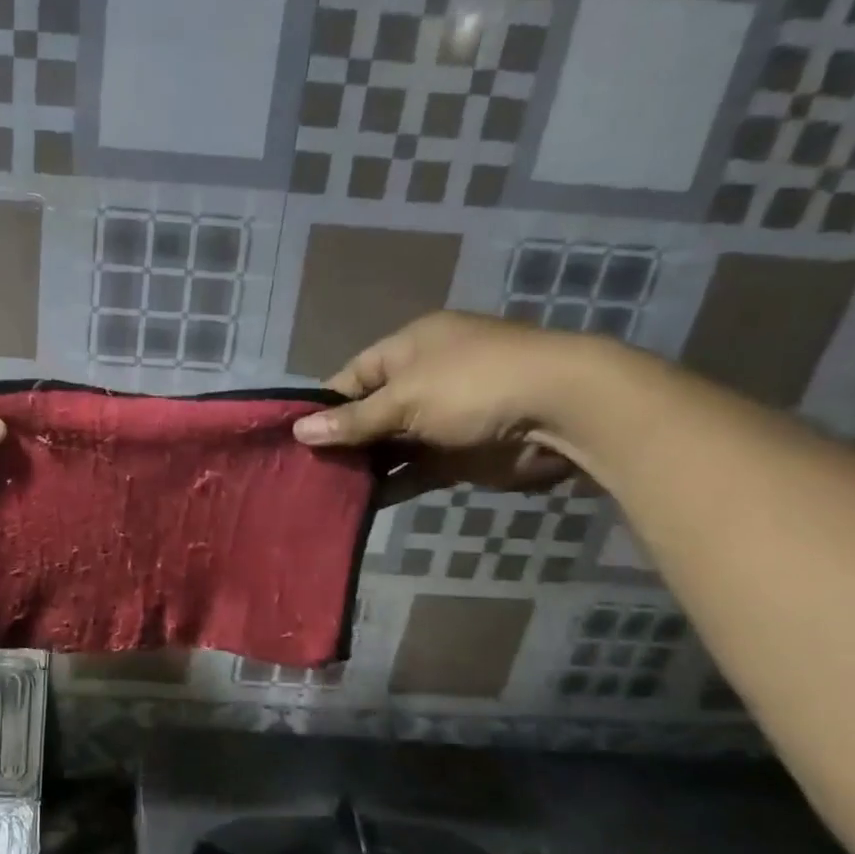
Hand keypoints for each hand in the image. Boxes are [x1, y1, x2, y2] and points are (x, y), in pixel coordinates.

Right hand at [291, 312, 591, 505]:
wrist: (562, 412)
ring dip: (362, 467)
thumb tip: (300, 433)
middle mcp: (422, 380)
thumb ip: (354, 421)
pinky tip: (358, 504)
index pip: (351, 377)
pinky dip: (390, 486)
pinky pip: (413, 472)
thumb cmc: (474, 386)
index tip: (292, 437)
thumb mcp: (405, 398)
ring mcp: (441, 419)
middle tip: (301, 471)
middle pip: (368, 414)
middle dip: (339, 441)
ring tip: (320, 491)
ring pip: (389, 446)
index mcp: (409, 349)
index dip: (322, 406)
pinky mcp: (457, 456)